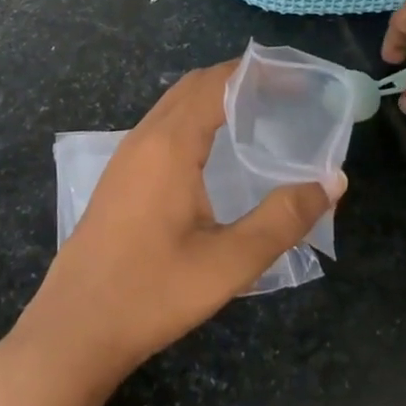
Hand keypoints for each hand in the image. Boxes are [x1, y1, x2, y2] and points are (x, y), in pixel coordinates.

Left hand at [14, 62, 342, 390]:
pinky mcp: (120, 178)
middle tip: (288, 92)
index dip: (260, 73)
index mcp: (169, 145)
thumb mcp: (229, 262)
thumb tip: (332, 181)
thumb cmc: (152, 293)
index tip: (300, 78)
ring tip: (260, 113)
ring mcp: (126, 157)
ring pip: (175, 104)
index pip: (218, 83)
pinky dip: (196, 117)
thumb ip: (284, 219)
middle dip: (241, 79)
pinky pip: (163, 126)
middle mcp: (144, 138)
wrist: (73, 331)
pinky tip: (217, 151)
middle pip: (195, 85)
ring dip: (216, 96)